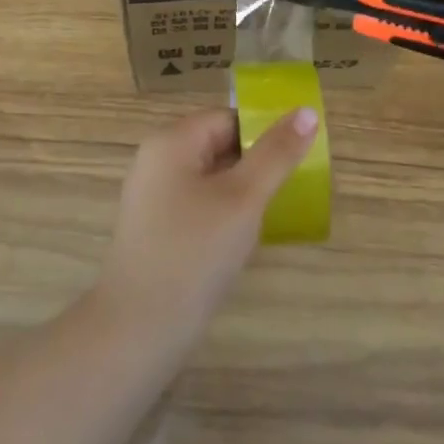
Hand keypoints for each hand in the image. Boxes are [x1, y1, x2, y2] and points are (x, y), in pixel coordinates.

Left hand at [97, 108, 318, 345]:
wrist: (137, 331)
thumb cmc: (193, 254)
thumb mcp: (243, 199)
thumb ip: (276, 154)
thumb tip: (306, 112)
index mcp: (171, 141)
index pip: (227, 118)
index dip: (263, 134)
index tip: (295, 161)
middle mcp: (156, 159)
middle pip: (216, 144)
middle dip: (253, 165)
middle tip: (287, 192)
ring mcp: (151, 196)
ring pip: (208, 177)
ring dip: (239, 192)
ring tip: (270, 217)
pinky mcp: (153, 228)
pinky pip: (195, 204)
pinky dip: (221, 214)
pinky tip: (239, 242)